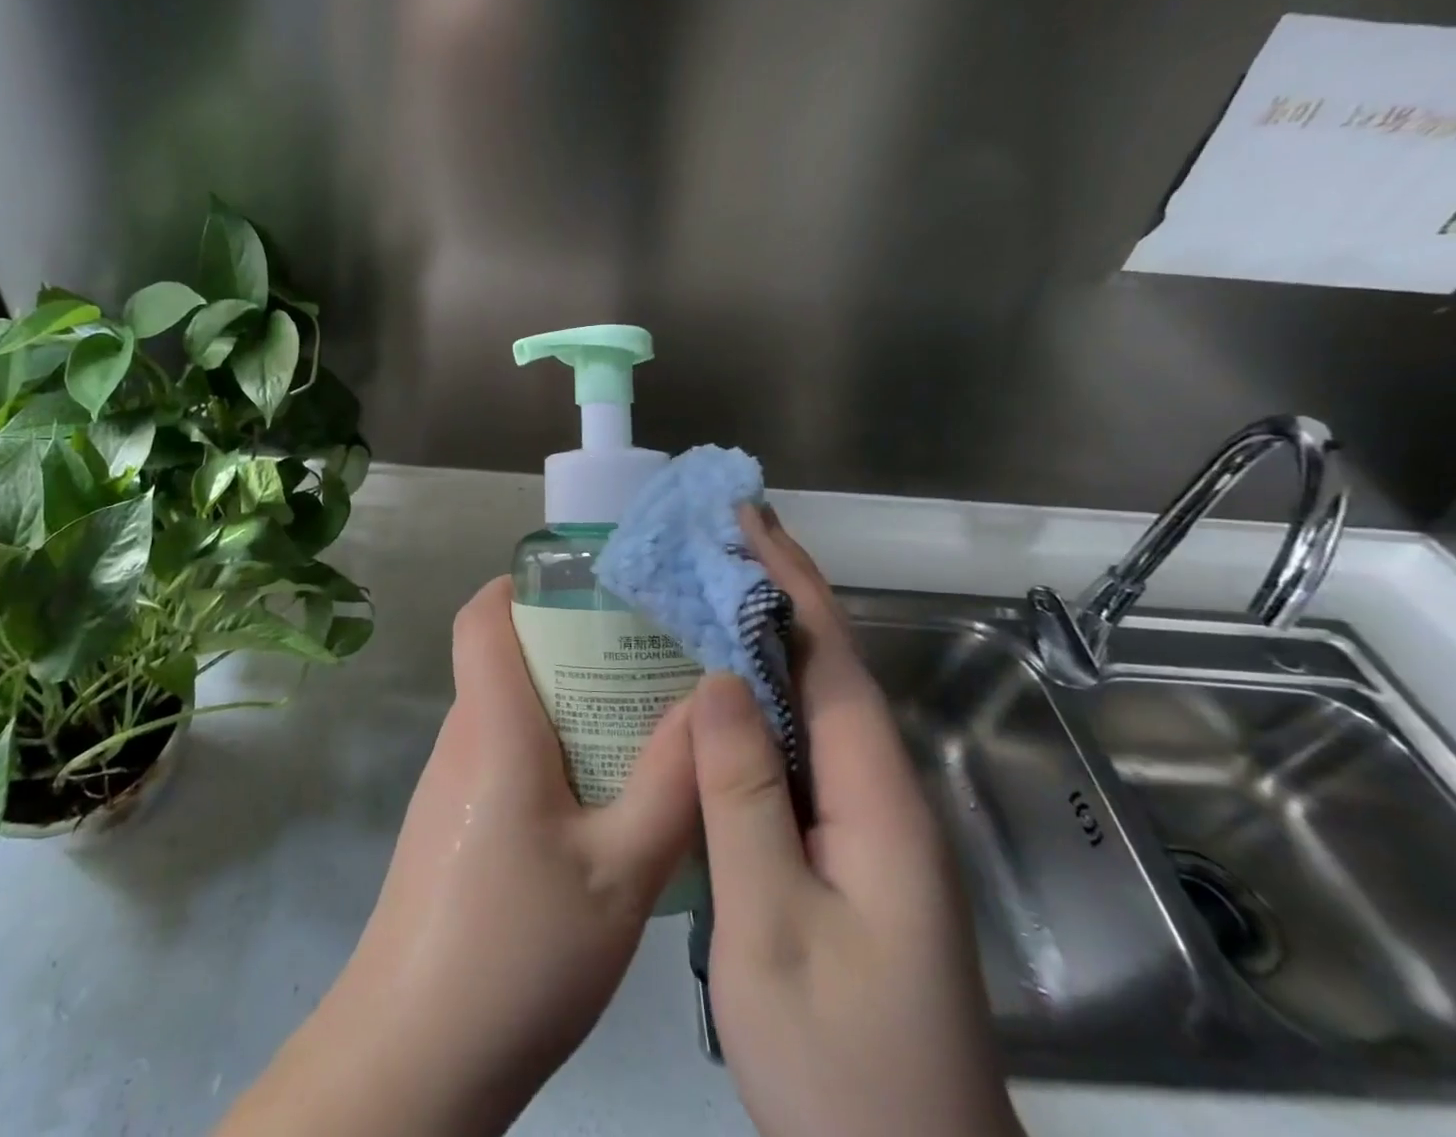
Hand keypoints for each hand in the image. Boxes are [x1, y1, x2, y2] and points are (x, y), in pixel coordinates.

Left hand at [218, 575, 697, 1136]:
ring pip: (507, 707)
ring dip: (566, 698)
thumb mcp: (620, 872)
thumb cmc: (516, 951)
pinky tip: (600, 792)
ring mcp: (450, 781)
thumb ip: (671, 783)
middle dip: (572, 641)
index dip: (523, 583)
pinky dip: (550, 745)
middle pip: (505, 655)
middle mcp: (462, 737)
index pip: (482, 616)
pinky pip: (501, 752)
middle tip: (646, 655)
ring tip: (639, 717)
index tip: (588, 586)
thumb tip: (711, 699)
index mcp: (492, 726)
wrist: (414, 1058)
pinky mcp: (451, 821)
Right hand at [693, 507, 1021, 1136]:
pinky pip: (797, 752)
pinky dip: (757, 703)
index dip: (791, 580)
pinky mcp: (845, 850)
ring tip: (702, 594)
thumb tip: (718, 679)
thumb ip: (745, 794)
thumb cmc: (842, 1063)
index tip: (748, 519)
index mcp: (876, 797)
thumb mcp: (772, 922)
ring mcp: (867, 825)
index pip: (832, 656)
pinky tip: (713, 699)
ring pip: (812, 709)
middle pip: (828, 669)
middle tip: (711, 542)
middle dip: (776, 593)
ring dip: (763, 642)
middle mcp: (881, 794)